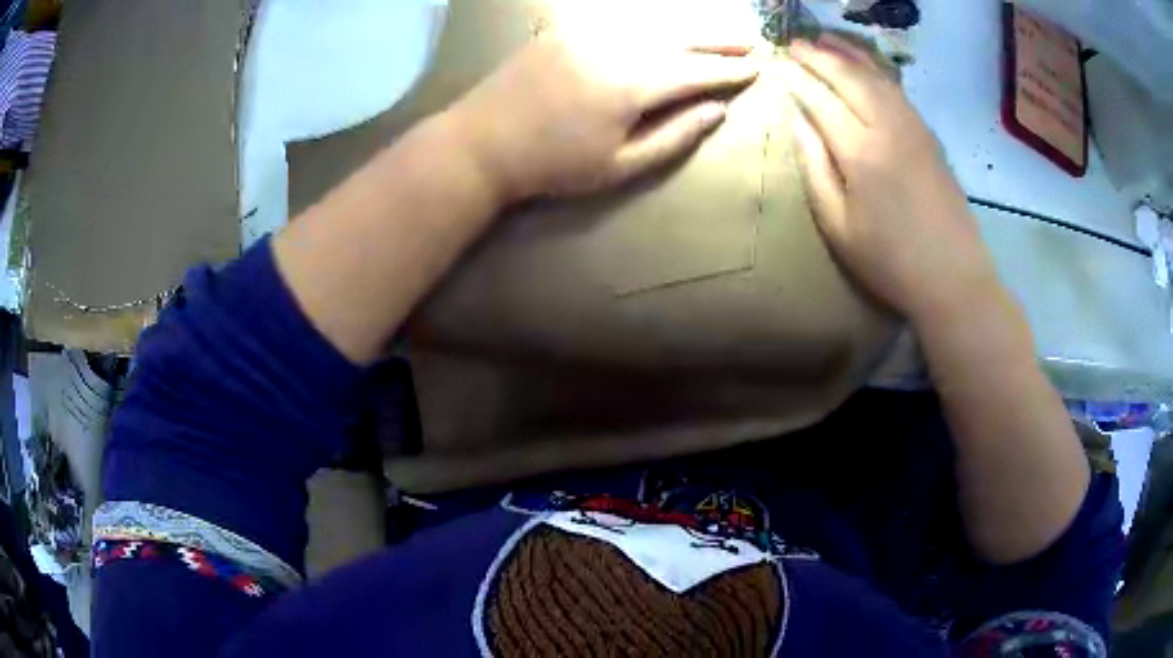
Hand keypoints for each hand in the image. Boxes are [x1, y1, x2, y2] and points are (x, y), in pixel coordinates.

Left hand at [447, 38, 757, 201]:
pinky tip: (666, 27)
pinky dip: (651, 23)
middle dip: (719, 42)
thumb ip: (674, 136)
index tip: (756, 69)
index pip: (696, 72)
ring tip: (719, 32)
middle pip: (681, 39)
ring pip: (653, 24)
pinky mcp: (566, 29)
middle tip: (751, 42)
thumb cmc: (553, 165)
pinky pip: (620, 20)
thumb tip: (717, 110)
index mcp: (632, 84)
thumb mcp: (620, 165)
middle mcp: (616, 47)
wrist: (482, 143)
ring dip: (690, 28)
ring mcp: (588, 32)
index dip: (728, 72)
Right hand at [788, 35, 995, 320]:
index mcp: (861, 152)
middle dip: (818, 55)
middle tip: (794, 43)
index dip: (797, 78)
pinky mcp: (929, 135)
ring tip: (824, 40)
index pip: (820, 98)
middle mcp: (887, 127)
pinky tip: (863, 65)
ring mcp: (913, 127)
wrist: (954, 278)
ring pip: (875, 75)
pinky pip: (896, 89)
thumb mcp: (838, 226)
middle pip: (848, 76)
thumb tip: (797, 121)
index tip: (777, 62)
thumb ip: (815, 168)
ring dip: (847, 53)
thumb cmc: (890, 261)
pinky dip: (874, 69)